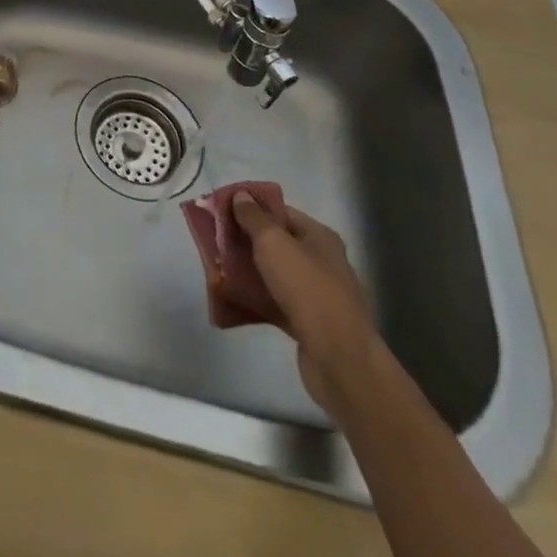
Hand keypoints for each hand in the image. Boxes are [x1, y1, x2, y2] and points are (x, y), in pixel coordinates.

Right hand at [230, 194, 381, 417]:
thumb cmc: (307, 289)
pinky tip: (235, 299)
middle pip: (278, 243)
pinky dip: (258, 299)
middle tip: (216, 240)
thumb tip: (241, 196)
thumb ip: (253, 218)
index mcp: (320, 237)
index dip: (252, 208)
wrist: (340, 360)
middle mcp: (322, 262)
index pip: (281, 212)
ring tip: (219, 269)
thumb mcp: (273, 243)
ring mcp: (318, 295)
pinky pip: (278, 303)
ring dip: (250, 271)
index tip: (222, 210)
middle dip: (247, 241)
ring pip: (276, 275)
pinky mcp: (310, 324)